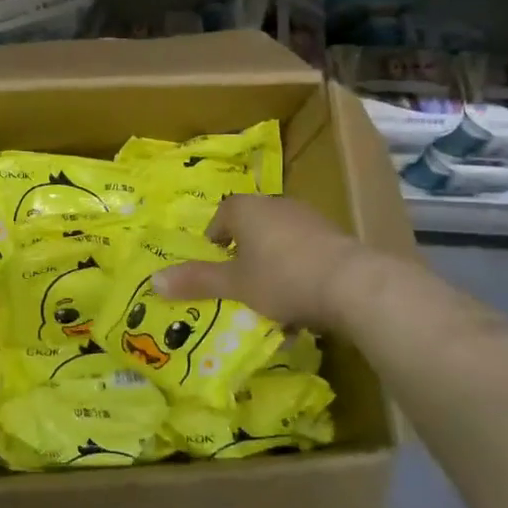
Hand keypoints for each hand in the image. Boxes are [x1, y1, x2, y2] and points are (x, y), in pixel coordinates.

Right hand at [150, 194, 396, 328]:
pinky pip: (307, 252)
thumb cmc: (282, 278)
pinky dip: (300, 271)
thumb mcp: (234, 285)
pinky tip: (303, 302)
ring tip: (273, 299)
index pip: (223, 214)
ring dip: (274, 264)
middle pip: (253, 225)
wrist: (353, 285)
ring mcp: (310, 218)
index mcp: (247, 209)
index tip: (216, 262)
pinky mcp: (335, 237)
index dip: (216, 237)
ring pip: (281, 240)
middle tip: (241, 283)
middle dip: (246, 253)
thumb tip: (154, 280)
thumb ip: (197, 281)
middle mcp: (277, 205)